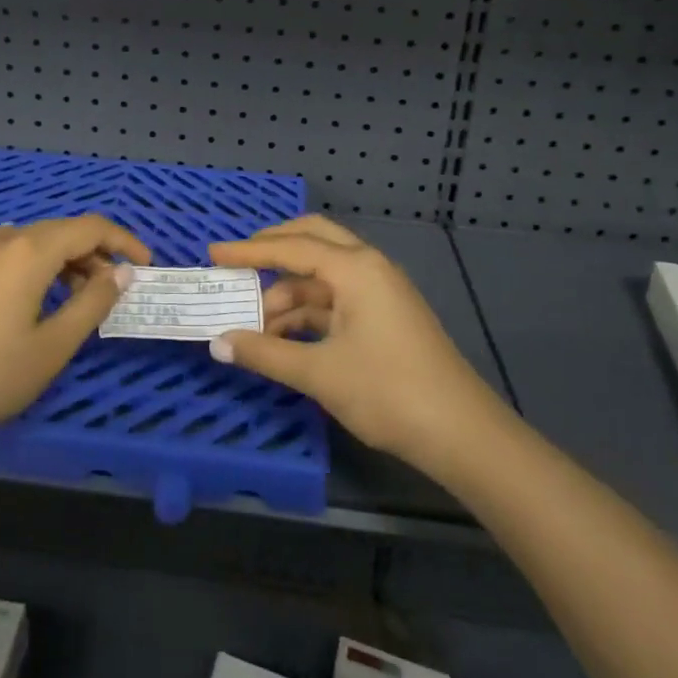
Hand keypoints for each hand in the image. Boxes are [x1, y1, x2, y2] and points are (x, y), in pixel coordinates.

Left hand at [0, 216, 150, 452]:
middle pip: (62, 231)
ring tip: (77, 294)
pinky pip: (2, 248)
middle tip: (113, 291)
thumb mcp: (54, 345)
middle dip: (95, 254)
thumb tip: (122, 272)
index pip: (90, 228)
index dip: (124, 242)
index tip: (145, 266)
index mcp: (31, 251)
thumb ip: (94, 302)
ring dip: (64, 259)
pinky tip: (25, 277)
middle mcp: (4, 240)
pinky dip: (27, 258)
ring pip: (33, 240)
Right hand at [208, 215, 501, 475]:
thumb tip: (218, 342)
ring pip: (323, 276)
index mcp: (356, 268)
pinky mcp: (385, 316)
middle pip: (312, 241)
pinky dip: (308, 312)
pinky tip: (284, 338)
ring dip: (288, 293)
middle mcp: (369, 267)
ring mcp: (380, 292)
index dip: (248, 251)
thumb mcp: (319, 374)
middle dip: (272, 250)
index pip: (292, 247)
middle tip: (236, 266)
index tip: (213, 253)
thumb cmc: (389, 393)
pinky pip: (337, 300)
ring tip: (254, 325)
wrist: (463, 436)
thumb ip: (265, 354)